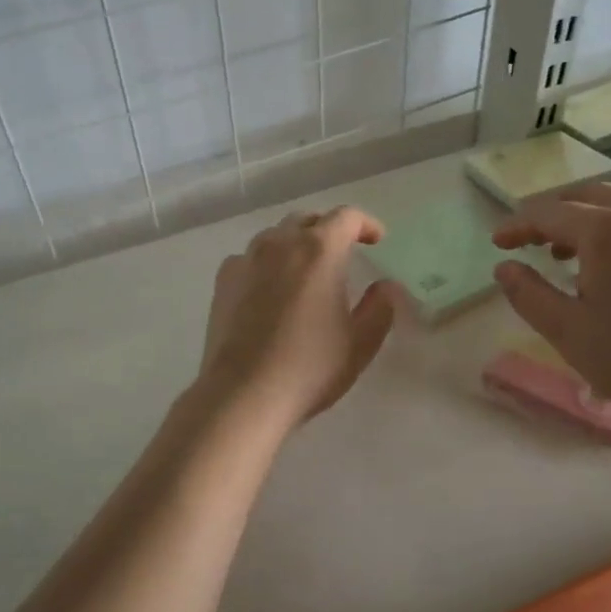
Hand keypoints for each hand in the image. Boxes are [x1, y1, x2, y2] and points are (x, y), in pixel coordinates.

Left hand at [196, 206, 395, 431]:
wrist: (243, 394)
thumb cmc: (310, 367)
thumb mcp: (360, 343)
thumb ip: (380, 307)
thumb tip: (386, 287)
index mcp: (319, 250)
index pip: (346, 217)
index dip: (366, 224)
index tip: (376, 240)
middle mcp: (280, 243)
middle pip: (308, 220)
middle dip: (329, 230)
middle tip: (343, 253)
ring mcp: (246, 259)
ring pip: (276, 236)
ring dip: (296, 244)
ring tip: (306, 270)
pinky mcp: (223, 281)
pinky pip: (250, 258)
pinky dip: (267, 264)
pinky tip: (270, 289)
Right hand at [491, 182, 610, 431]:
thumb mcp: (566, 330)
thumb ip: (528, 293)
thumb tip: (504, 268)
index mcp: (607, 232)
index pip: (550, 214)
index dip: (518, 225)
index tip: (496, 243)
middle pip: (585, 195)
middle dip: (550, 211)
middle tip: (525, 238)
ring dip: (581, 217)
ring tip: (558, 252)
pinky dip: (609, 228)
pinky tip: (601, 266)